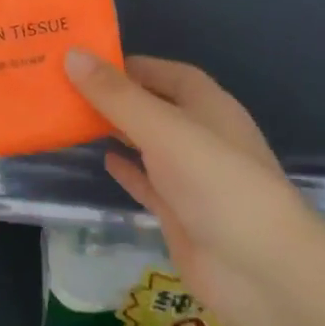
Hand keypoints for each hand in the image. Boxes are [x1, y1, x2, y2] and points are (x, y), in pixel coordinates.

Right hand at [64, 49, 314, 325]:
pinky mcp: (180, 213)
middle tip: (64, 85)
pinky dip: (127, 169)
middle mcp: (200, 135)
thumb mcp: (164, 129)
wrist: (261, 271)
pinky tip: (102, 160)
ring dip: (117, 131)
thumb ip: (117, 96)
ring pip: (147, 143)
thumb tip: (72, 55)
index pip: (164, 73)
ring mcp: (190, 177)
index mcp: (207, 105)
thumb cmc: (217, 182)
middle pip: (153, 106)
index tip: (83, 59)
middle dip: (115, 96)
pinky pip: (148, 182)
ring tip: (70, 117)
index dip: (128, 65)